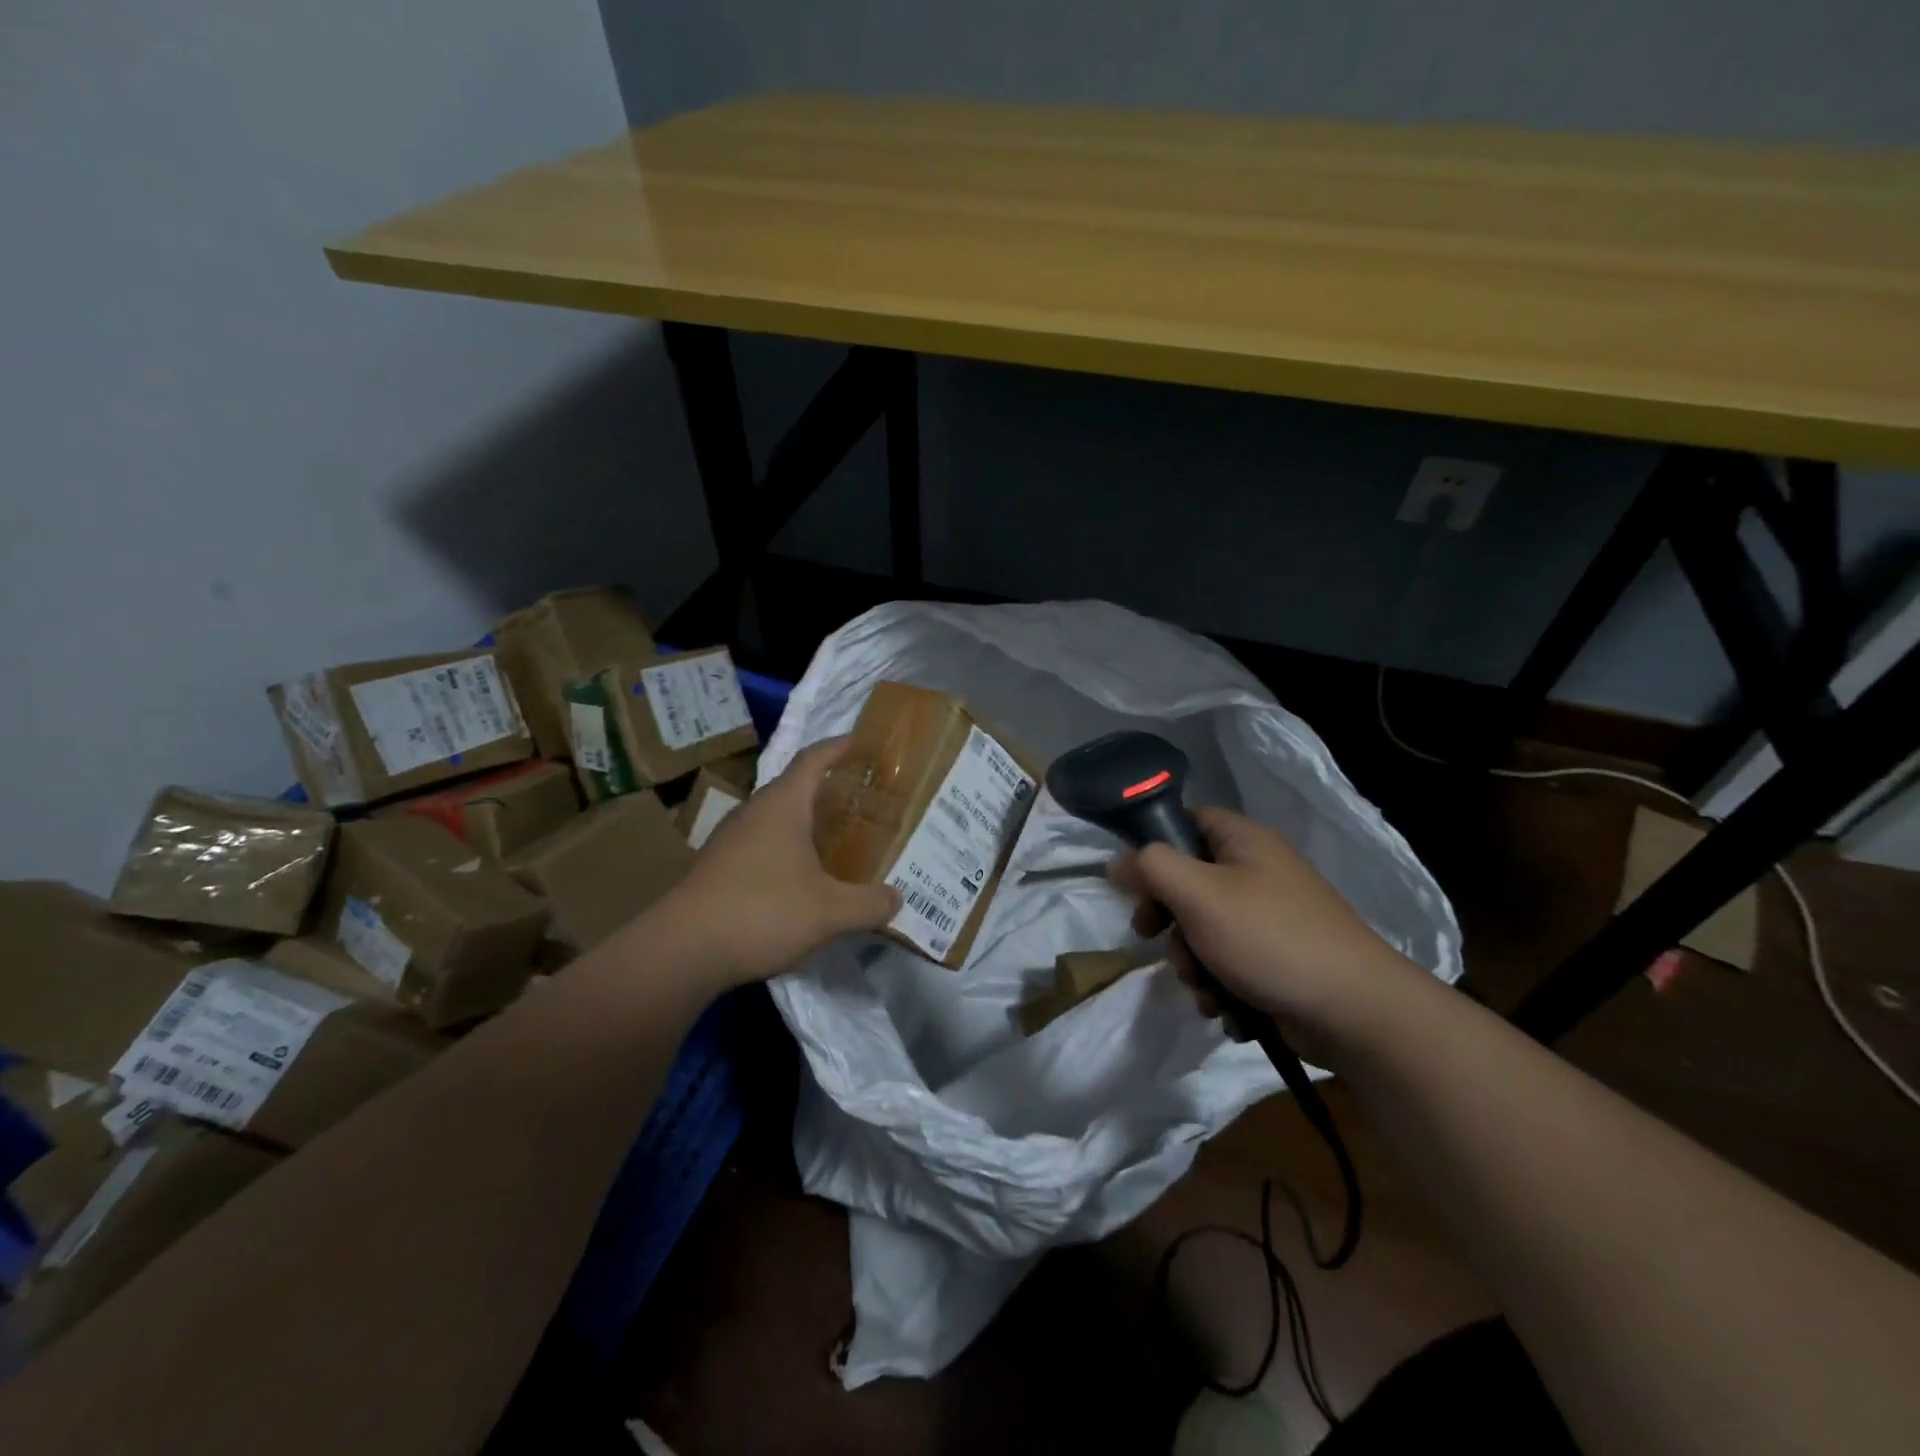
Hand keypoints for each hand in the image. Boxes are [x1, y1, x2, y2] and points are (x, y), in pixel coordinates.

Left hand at [658, 737, 900, 987]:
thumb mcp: (830, 912)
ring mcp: (731, 839)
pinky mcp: (718, 866)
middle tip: (866, 802)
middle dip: (831, 790)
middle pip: (796, 787)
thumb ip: (870, 904)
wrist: (682, 951)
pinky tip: (804, 878)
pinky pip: (762, 844)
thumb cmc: (762, 912)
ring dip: (808, 823)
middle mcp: (754, 812)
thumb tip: (897, 899)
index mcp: (782, 805)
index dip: (840, 747)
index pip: (814, 758)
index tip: (865, 743)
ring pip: (778, 818)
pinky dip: (788, 849)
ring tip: (840, 840)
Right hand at [1108, 806, 1421, 1044]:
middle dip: (1167, 920)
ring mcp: (1269, 917)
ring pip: (1203, 928)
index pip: (1185, 820)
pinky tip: (1223, 1007)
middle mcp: (1257, 871)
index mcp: (1243, 840)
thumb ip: (1150, 868)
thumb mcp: (1199, 894)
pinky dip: (1218, 984)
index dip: (1153, 847)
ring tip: (1204, 987)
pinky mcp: (1276, 959)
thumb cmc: (1270, 938)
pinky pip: (1227, 961)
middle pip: (1187, 881)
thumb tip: (1117, 862)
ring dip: (1191, 961)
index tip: (1134, 884)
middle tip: (1154, 938)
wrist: (1355, 1013)